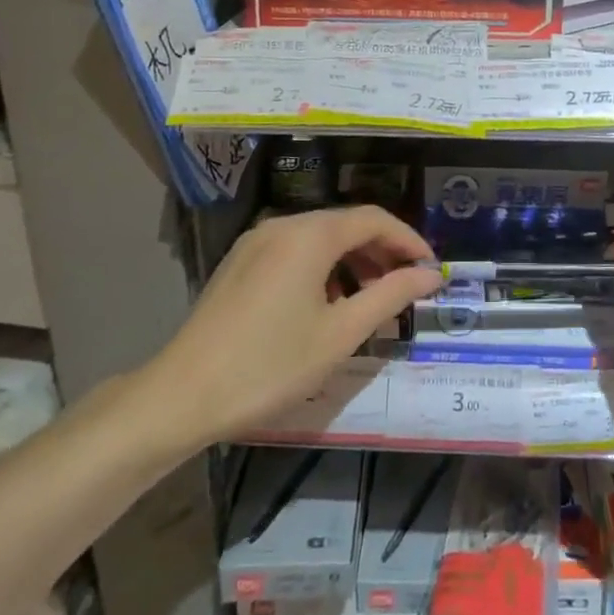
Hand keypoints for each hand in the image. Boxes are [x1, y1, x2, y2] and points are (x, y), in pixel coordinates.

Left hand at [147, 206, 440, 445]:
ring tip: (371, 301)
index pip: (374, 219)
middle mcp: (282, 225)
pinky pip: (294, 252)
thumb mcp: (340, 334)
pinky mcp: (240, 263)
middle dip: (382, 252)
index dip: (409, 240)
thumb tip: (430, 275)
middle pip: (346, 225)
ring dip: (353, 262)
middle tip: (407, 289)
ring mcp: (255, 242)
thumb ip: (390, 296)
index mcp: (309, 235)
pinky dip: (323, 269)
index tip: (431, 270)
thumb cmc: (270, 365)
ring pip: (320, 239)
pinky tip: (328, 304)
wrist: (182, 395)